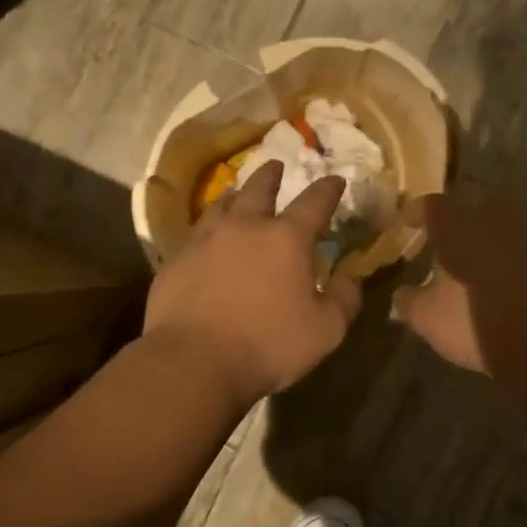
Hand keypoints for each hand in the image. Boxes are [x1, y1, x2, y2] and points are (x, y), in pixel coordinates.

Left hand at [144, 160, 361, 406]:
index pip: (314, 203)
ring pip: (221, 206)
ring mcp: (204, 241)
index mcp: (286, 239)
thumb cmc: (269, 345)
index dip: (328, 190)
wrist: (195, 361)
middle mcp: (244, 228)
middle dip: (272, 175)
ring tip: (238, 194)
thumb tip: (351, 280)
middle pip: (260, 190)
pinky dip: (207, 229)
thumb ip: (344, 301)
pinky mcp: (175, 261)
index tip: (335, 180)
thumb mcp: (326, 330)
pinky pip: (195, 235)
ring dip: (235, 196)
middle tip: (276, 165)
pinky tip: (206, 238)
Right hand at [390, 190, 526, 376]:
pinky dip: (506, 258)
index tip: (407, 221)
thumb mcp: (427, 316)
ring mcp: (524, 237)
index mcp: (455, 224)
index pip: (432, 205)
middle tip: (445, 235)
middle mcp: (491, 219)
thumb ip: (409, 302)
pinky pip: (519, 250)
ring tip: (471, 257)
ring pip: (499, 226)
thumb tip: (399, 297)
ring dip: (485, 237)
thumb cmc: (470, 318)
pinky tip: (497, 277)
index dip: (417, 212)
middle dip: (458, 217)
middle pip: (473, 205)